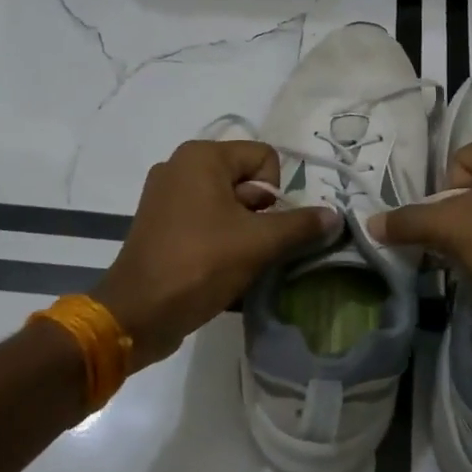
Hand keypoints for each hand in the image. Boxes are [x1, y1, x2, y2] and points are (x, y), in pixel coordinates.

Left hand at [93, 139, 338, 367]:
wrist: (137, 314)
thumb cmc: (199, 265)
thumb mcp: (258, 244)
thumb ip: (301, 225)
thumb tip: (335, 215)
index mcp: (202, 157)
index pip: (264, 158)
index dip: (275, 193)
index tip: (263, 227)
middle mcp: (180, 166)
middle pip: (246, 180)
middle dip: (259, 214)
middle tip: (251, 247)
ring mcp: (165, 194)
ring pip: (227, 203)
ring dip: (243, 231)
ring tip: (237, 262)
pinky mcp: (159, 222)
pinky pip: (205, 220)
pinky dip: (220, 239)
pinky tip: (220, 268)